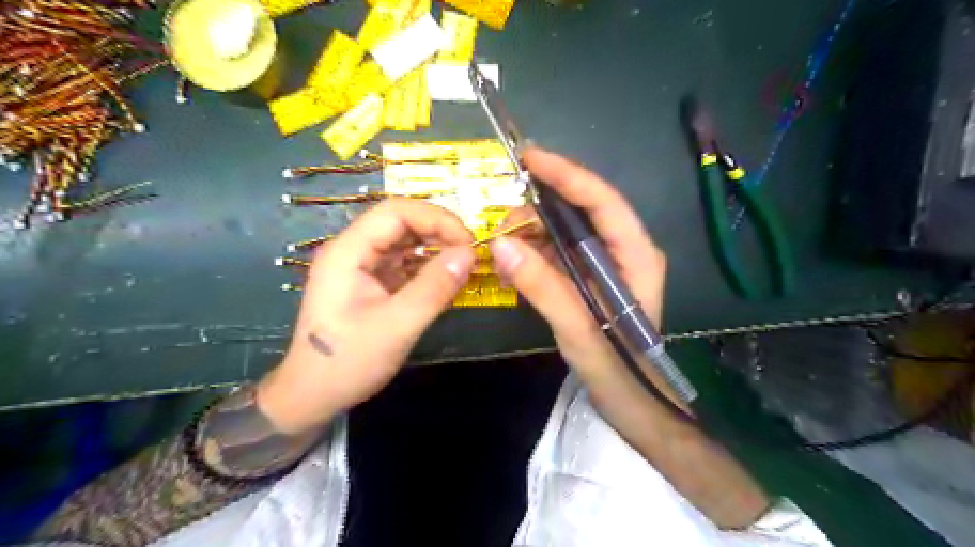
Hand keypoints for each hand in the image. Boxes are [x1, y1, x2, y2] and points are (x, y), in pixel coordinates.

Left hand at [257, 199, 474, 434]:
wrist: (313, 396)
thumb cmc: (348, 362)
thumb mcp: (396, 326)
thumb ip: (434, 288)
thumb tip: (470, 254)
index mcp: (348, 252)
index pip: (396, 212)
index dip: (436, 219)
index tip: (468, 242)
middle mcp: (353, 251)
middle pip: (401, 222)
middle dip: (439, 232)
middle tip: (471, 253)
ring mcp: (361, 267)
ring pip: (404, 242)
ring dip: (435, 248)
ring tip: (464, 265)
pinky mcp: (371, 283)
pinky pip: (404, 264)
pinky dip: (428, 267)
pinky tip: (447, 280)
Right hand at [491, 147, 665, 389]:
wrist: (631, 399)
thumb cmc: (616, 366)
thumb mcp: (578, 328)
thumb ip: (542, 286)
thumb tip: (500, 245)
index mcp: (636, 254)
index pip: (602, 201)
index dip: (567, 175)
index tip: (530, 158)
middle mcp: (624, 249)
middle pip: (580, 211)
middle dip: (539, 211)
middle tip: (503, 226)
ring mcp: (606, 262)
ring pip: (565, 230)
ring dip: (533, 233)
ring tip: (503, 250)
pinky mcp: (590, 276)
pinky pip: (559, 251)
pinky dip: (535, 253)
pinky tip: (514, 264)